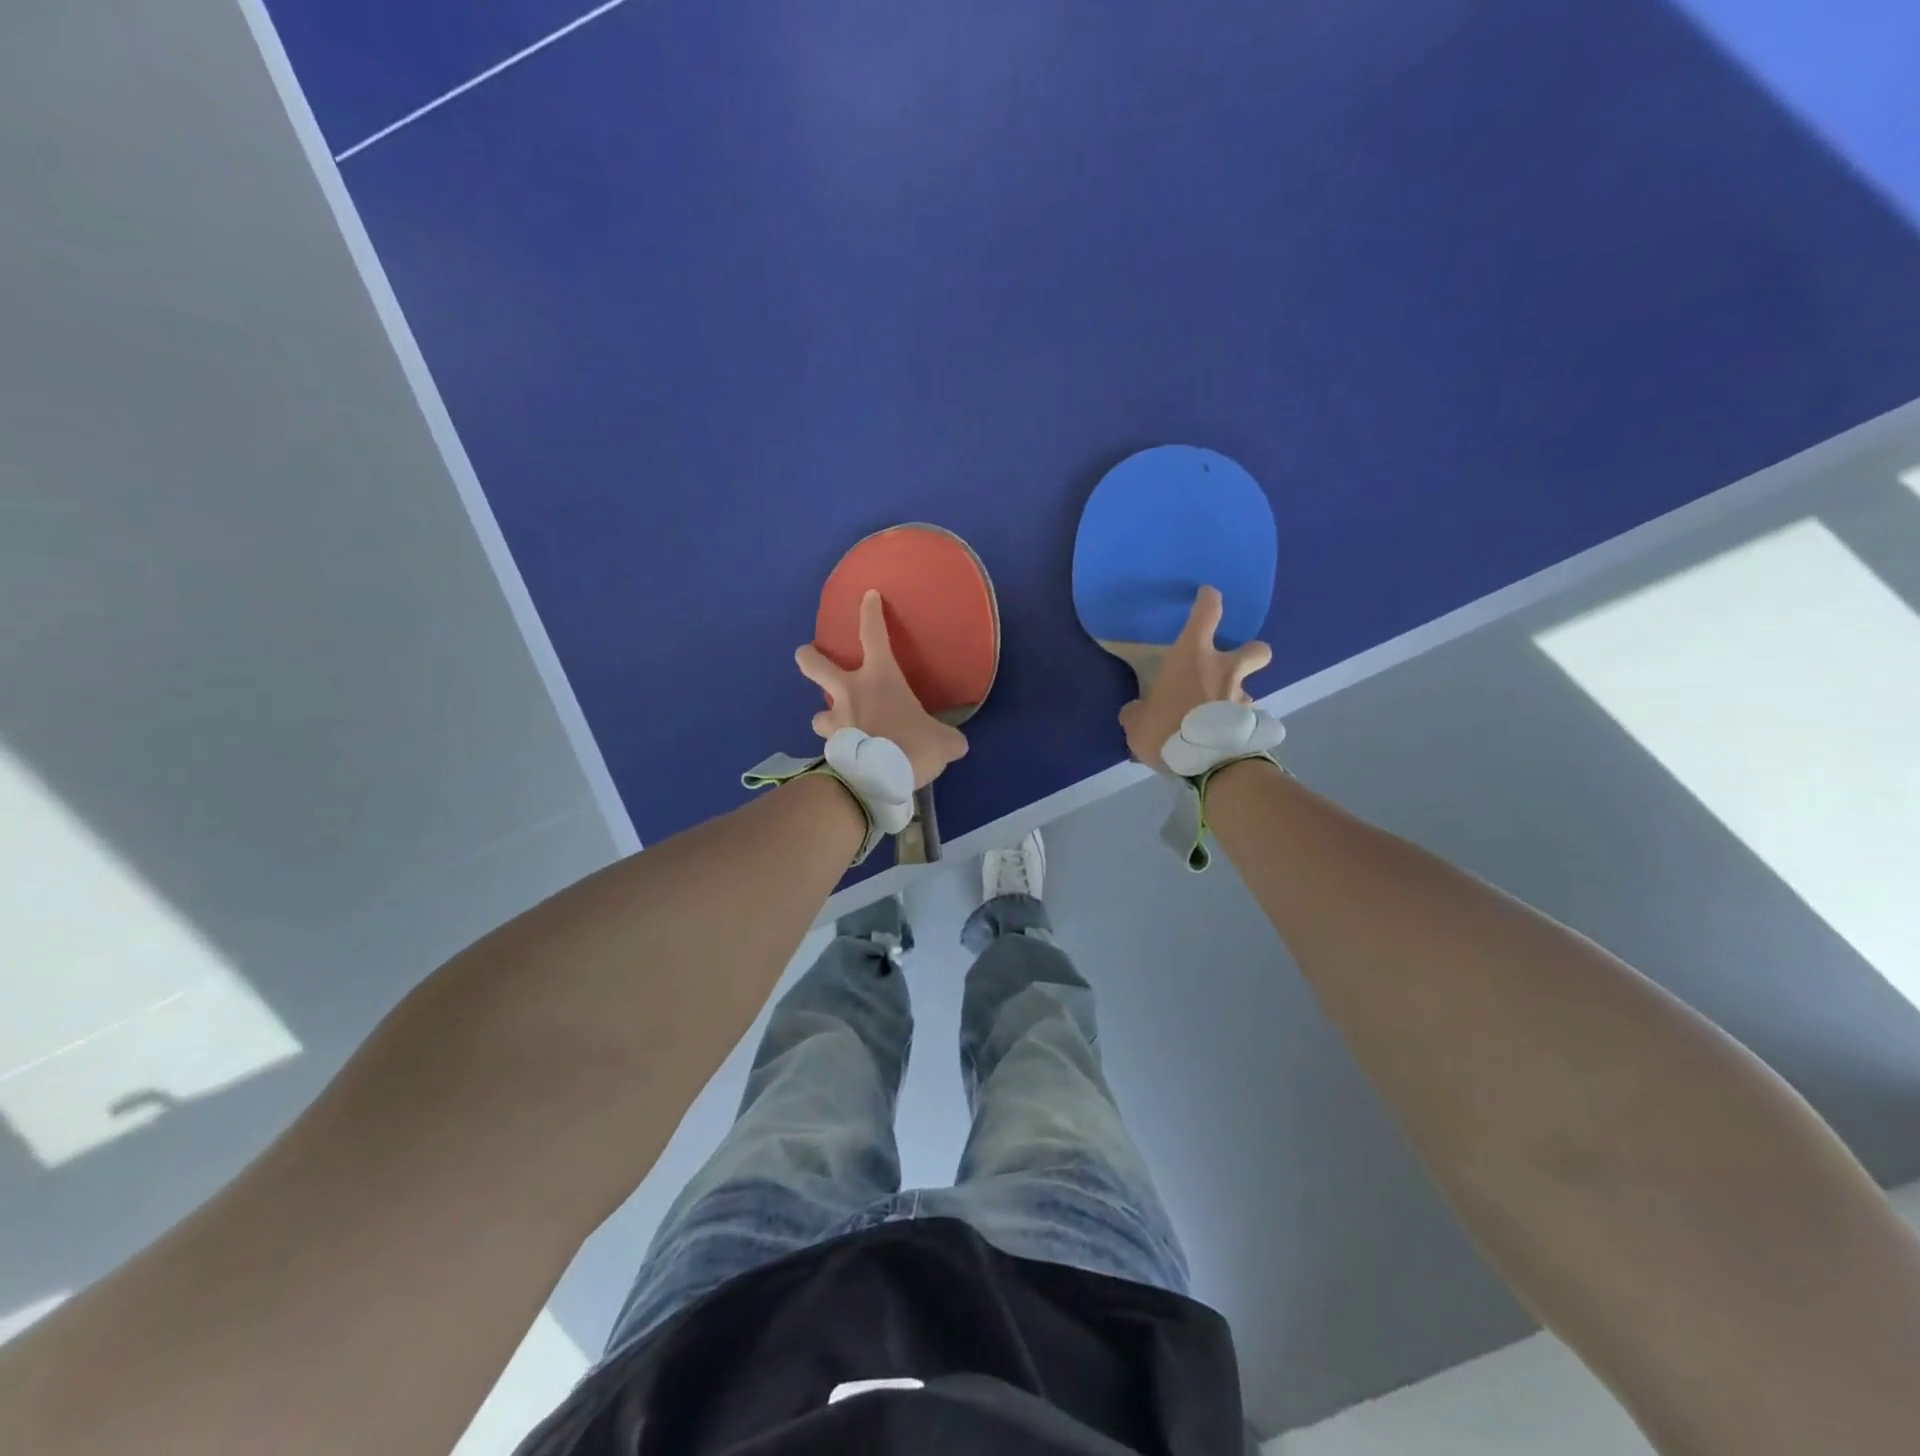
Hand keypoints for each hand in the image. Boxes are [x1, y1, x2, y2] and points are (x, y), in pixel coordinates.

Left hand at [796, 590, 968, 788]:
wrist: (880, 778)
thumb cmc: (912, 745)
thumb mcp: (944, 741)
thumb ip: (948, 738)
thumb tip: (955, 744)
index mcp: (880, 677)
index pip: (873, 633)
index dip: (870, 612)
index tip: (867, 596)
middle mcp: (849, 692)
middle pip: (814, 664)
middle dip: (808, 656)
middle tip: (807, 654)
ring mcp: (835, 721)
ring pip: (817, 714)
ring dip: (825, 717)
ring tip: (836, 725)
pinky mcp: (830, 749)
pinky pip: (831, 745)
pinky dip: (839, 749)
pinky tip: (850, 757)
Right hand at [1117, 585, 1272, 772]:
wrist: (1206, 763)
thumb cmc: (1166, 729)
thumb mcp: (1137, 722)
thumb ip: (1138, 712)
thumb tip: (1137, 711)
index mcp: (1193, 657)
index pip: (1207, 613)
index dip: (1208, 600)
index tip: (1207, 595)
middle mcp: (1224, 670)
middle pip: (1256, 649)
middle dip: (1250, 653)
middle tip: (1232, 666)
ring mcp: (1242, 697)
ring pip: (1247, 689)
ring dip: (1234, 698)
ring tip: (1215, 717)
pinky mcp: (1250, 724)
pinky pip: (1243, 719)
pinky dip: (1233, 725)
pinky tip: (1218, 739)